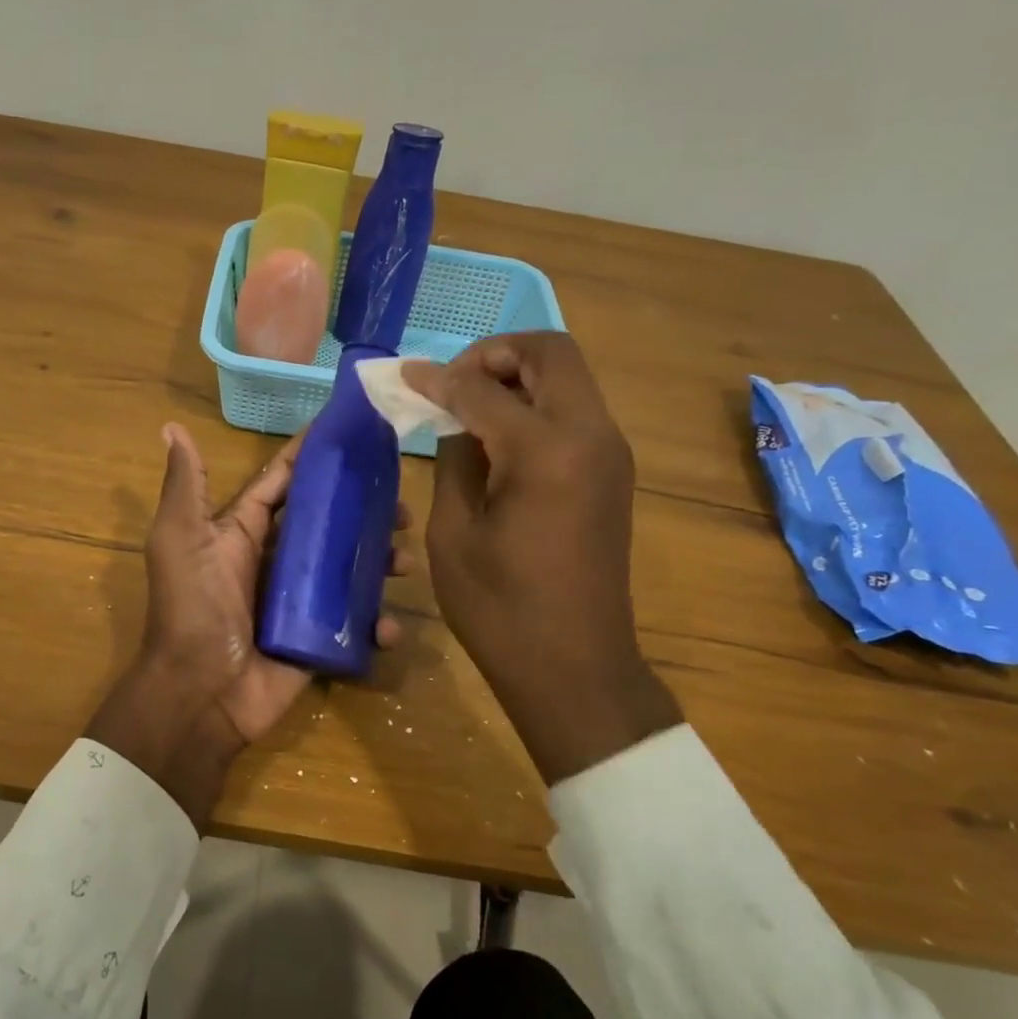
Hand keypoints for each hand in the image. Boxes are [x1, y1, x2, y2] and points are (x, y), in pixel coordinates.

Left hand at [88, 423, 408, 824]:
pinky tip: (388, 625)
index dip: (312, 457)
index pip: (284, 483)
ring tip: (404, 559)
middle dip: (364, 509)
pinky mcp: (318, 638)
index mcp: (243, 531)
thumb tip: (172, 427)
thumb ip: (185, 486)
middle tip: (400, 507)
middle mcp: (274, 560)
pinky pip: (355, 624)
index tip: (353, 432)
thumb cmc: (192, 609)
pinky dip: (377, 623)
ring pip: (349, 568)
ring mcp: (300, 601)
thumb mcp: (180, 540)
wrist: (200, 695)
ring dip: (380, 560)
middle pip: (328, 523)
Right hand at [403, 333, 680, 783]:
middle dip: (495, 354)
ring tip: (469, 405)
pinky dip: (536, 403)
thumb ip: (456, 458)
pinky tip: (499, 436)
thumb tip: (456, 417)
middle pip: (550, 352)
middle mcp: (589, 435)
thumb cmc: (499, 607)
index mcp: (545, 450)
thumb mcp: (454, 532)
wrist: (574, 666)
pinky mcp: (613, 472)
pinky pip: (575, 410)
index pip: (483, 388)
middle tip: (452, 382)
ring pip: (568, 376)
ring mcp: (610, 452)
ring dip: (518, 376)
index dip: (438, 377)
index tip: (404, 376)